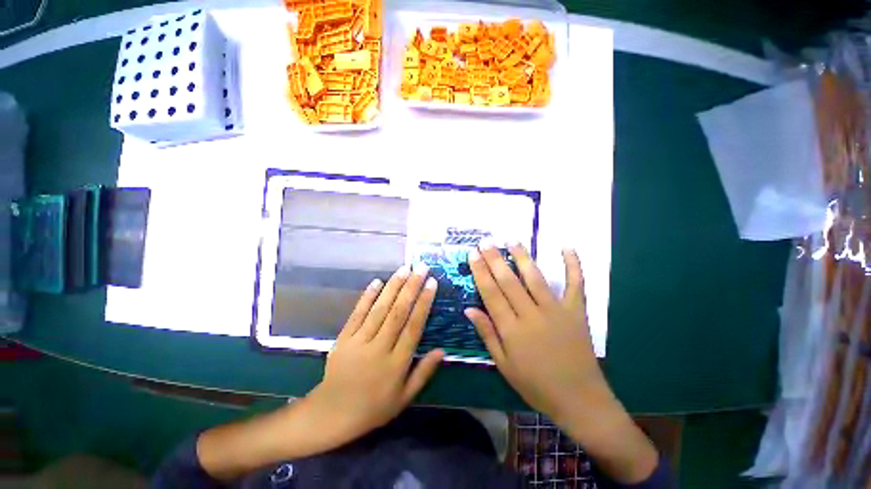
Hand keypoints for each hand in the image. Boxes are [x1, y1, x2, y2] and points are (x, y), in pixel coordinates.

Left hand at [305, 264, 443, 447]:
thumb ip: (424, 373)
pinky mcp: (343, 338)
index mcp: (396, 363)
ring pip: (379, 309)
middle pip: (398, 312)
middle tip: (421, 268)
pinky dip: (367, 297)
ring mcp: (359, 341)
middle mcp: (379, 348)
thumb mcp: (404, 398)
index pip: (414, 326)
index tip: (431, 283)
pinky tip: (376, 281)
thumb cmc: (373, 408)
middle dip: (411, 287)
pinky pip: (357, 314)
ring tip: (404, 269)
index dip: (424, 303)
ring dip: (393, 287)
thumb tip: (442, 350)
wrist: (332, 414)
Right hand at [465, 243, 608, 424]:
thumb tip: (469, 309)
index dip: (480, 272)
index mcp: (512, 330)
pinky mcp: (577, 312)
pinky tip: (567, 247)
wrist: (580, 400)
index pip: (491, 293)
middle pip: (509, 281)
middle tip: (485, 241)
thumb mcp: (504, 365)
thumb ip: (487, 334)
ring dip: (522, 257)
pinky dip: (573, 265)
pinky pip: (576, 284)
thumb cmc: (536, 385)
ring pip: (535, 278)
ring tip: (511, 240)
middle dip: (495, 259)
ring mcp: (557, 311)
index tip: (473, 254)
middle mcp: (532, 315)